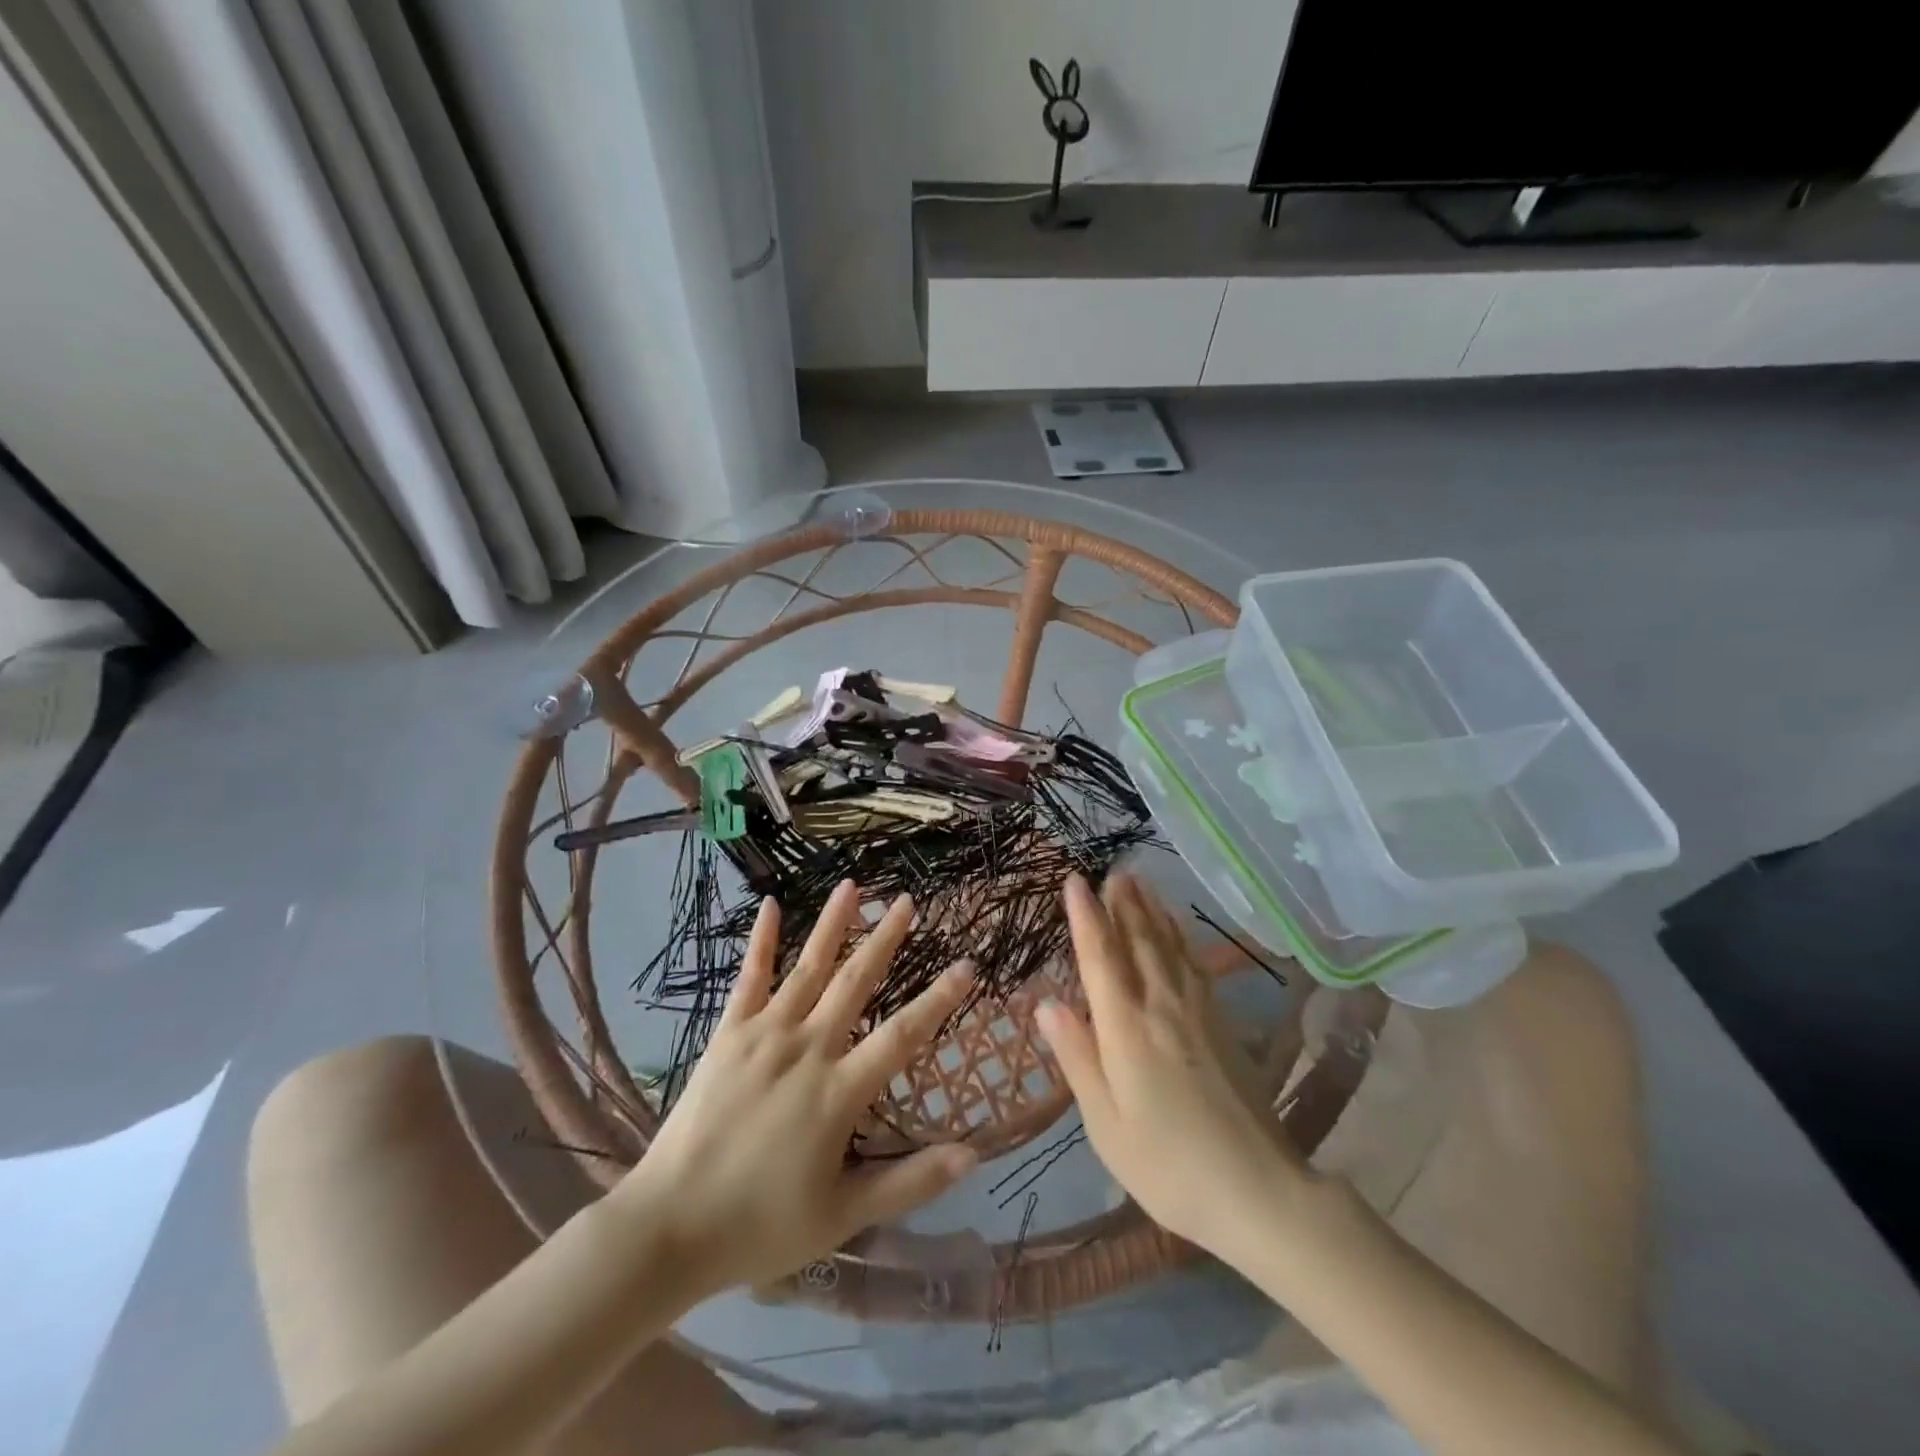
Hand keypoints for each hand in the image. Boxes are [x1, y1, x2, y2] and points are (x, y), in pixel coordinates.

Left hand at [613, 881, 976, 1295]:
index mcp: (838, 1092)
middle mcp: (806, 1049)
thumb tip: (971, 1155)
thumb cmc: (761, 1226)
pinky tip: (771, 905)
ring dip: (833, 925)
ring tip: (854, 886)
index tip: (967, 964)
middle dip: (886, 939)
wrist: (669, 1227)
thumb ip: (909, 1182)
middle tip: (908, 902)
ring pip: (807, 968)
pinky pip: (749, 979)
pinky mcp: (728, 1034)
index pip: (902, 1035)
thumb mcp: (843, 1215)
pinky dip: (761, 941)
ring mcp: (764, 1035)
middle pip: (855, 983)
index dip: (939, 999)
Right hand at [1039, 873, 1311, 1265]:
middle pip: (1138, 941)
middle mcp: (1161, 1007)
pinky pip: (1195, 964)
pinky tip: (1178, 929)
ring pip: (1168, 946)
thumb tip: (1046, 1005)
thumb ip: (1078, 1058)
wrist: (1259, 1191)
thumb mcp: (1106, 1124)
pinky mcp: (1222, 1024)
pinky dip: (1181, 937)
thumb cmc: (1168, 1165)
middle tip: (1111, 869)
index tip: (1075, 881)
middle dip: (1122, 903)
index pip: (1100, 958)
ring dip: (1151, 911)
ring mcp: (1197, 1012)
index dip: (1086, 917)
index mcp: (1126, 1029)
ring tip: (1140, 882)